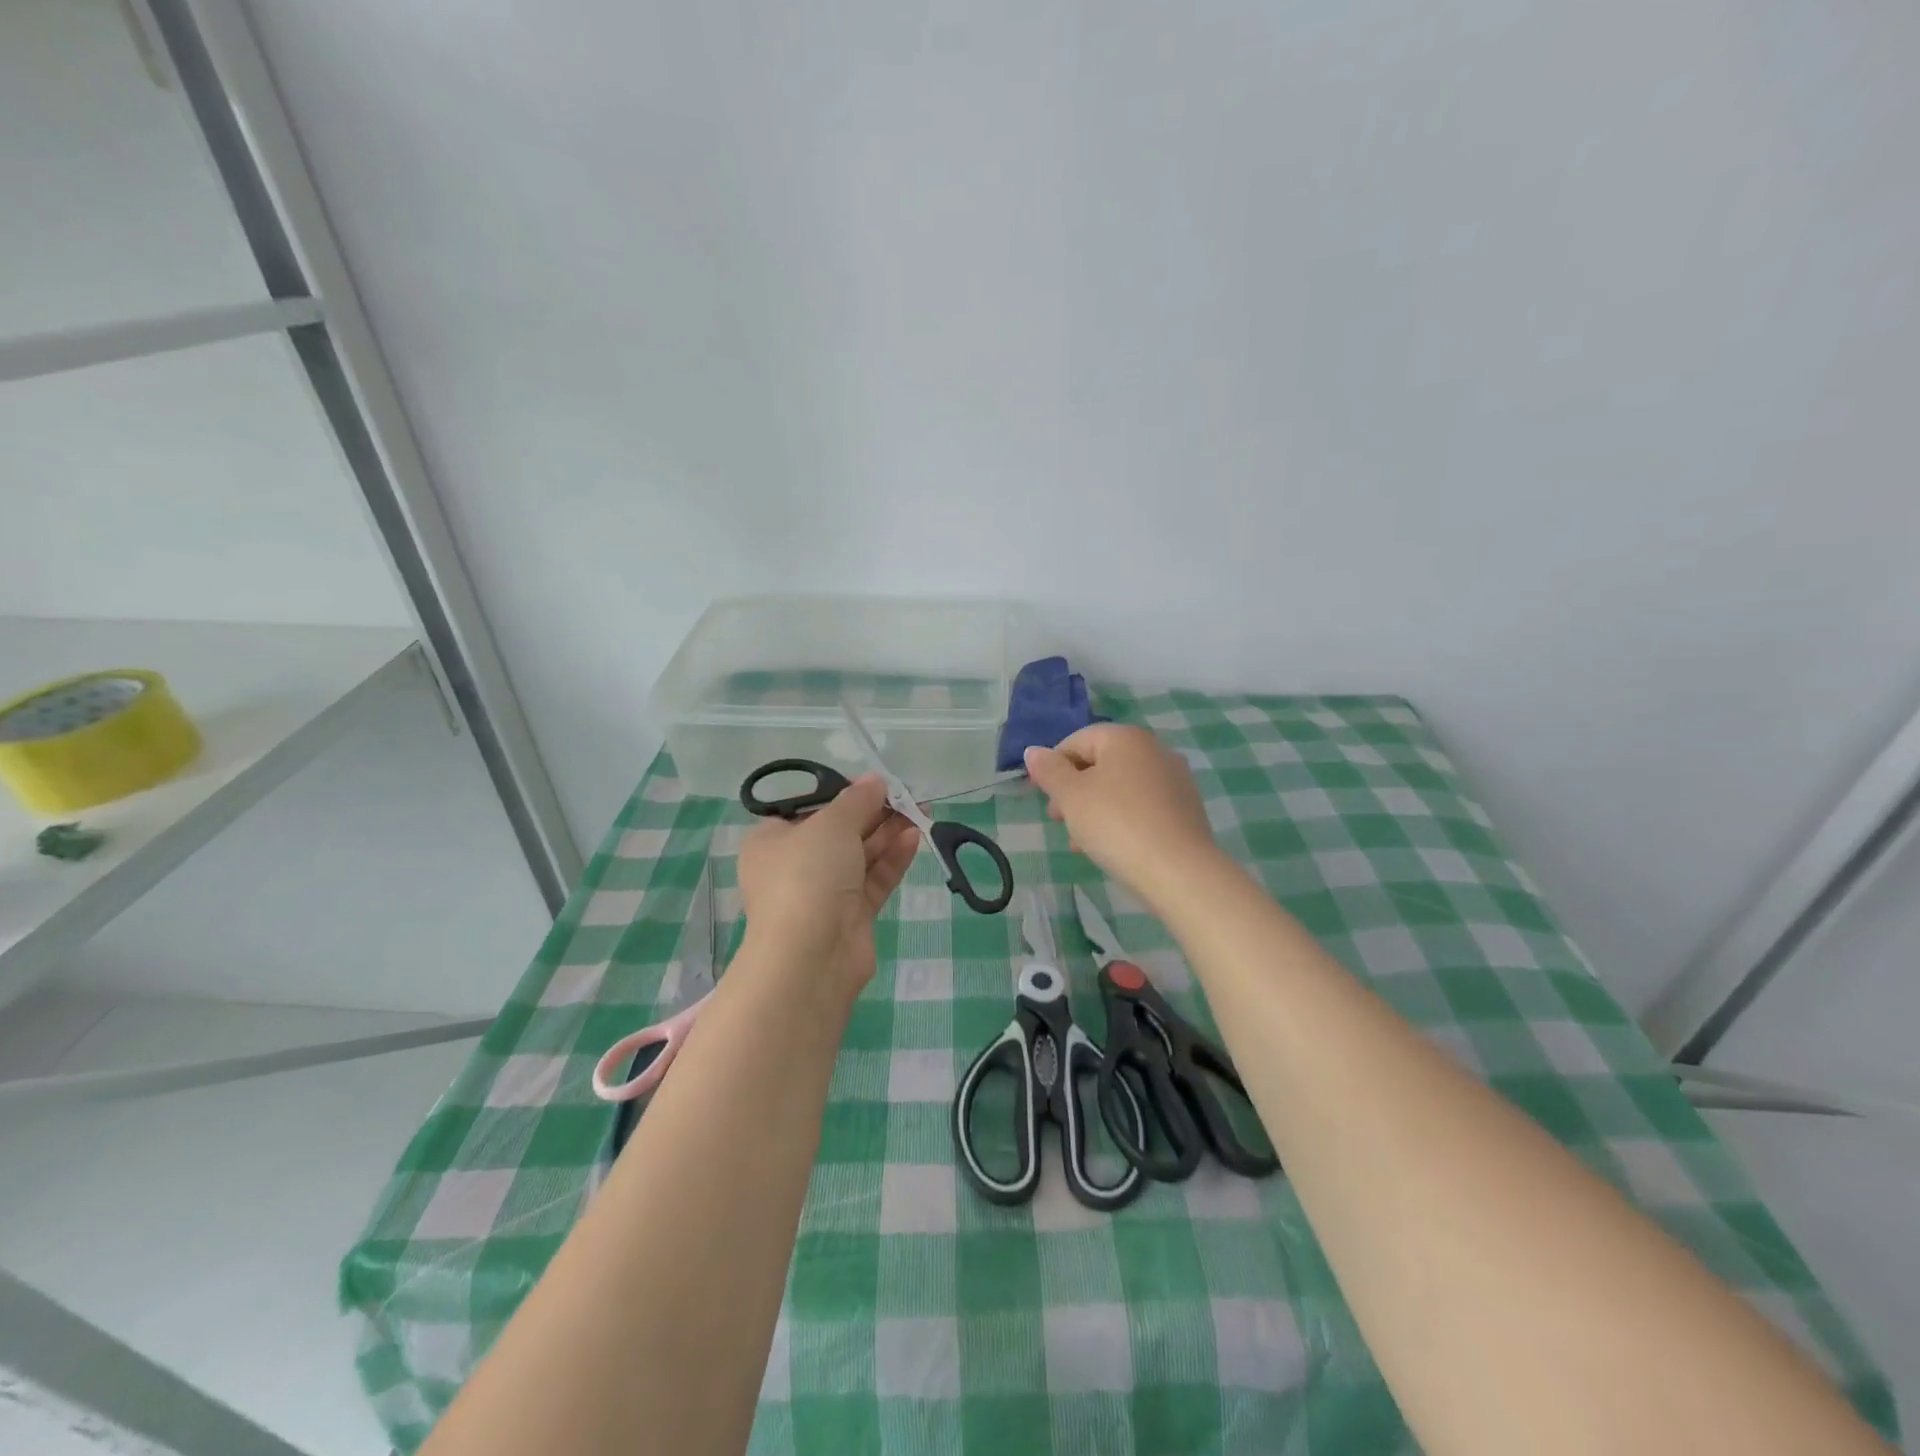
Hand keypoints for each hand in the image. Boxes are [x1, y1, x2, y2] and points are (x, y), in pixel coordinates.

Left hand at [737, 775, 919, 997]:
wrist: (810, 956)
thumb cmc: (807, 875)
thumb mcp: (831, 824)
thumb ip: (857, 800)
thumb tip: (875, 779)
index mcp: (772, 841)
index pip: (808, 809)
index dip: (842, 794)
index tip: (874, 783)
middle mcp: (794, 865)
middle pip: (839, 831)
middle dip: (874, 812)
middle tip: (908, 794)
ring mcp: (823, 893)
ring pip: (860, 855)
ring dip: (889, 832)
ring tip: (921, 810)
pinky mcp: (850, 915)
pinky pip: (873, 879)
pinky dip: (892, 858)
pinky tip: (915, 836)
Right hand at [1023, 725, 1219, 898]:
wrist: (1179, 871)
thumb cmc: (1116, 824)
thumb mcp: (1071, 796)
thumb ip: (1049, 770)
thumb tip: (1034, 751)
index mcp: (1126, 737)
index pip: (1077, 740)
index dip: (1052, 766)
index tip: (1041, 796)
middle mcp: (1155, 749)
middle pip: (1101, 763)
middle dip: (1074, 789)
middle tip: (1058, 820)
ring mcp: (1175, 778)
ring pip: (1121, 787)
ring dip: (1094, 808)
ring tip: (1081, 841)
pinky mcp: (1186, 808)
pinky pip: (1142, 804)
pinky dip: (1121, 818)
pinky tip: (1112, 846)